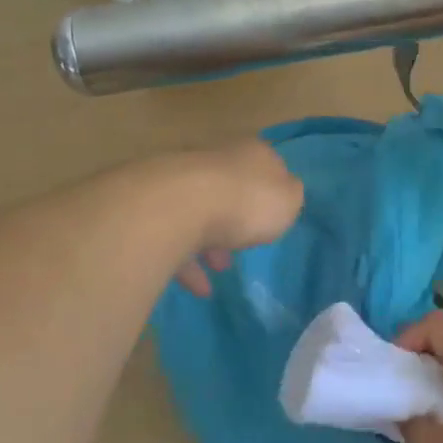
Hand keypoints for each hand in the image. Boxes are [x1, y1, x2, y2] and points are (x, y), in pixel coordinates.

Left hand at [166, 140, 304, 296]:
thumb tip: (283, 192)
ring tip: (221, 269)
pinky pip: (175, 238)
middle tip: (245, 243)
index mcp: (250, 153)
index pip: (265, 163)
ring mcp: (180, 182)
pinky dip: (188, 264)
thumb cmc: (246, 202)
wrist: (180, 206)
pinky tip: (200, 288)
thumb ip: (289, 196)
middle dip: (236, 217)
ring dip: (211, 242)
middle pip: (229, 187)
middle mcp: (214, 160)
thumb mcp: (288, 200)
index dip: (271, 189)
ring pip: (199, 212)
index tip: (273, 214)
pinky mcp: (153, 209)